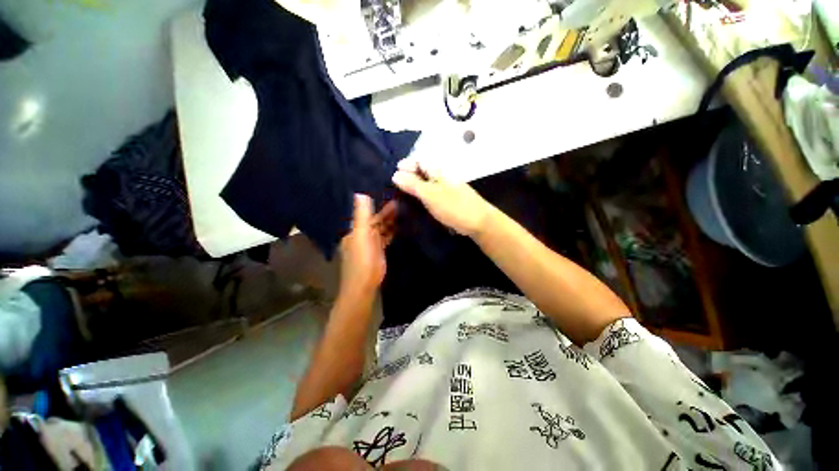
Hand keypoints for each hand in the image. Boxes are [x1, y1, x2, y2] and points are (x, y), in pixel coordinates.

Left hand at [338, 194, 396, 298]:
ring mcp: (371, 243)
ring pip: (382, 228)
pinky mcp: (379, 251)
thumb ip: (362, 215)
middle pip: (376, 220)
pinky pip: (386, 237)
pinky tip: (401, 226)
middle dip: (388, 212)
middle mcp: (363, 234)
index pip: (368, 214)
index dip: (379, 205)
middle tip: (403, 201)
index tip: (391, 195)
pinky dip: (392, 231)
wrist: (363, 285)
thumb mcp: (361, 236)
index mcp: (356, 230)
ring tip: (405, 211)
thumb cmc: (362, 260)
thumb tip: (359, 193)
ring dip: (391, 220)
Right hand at [392, 159, 493, 237]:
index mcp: (439, 172)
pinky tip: (418, 202)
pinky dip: (423, 195)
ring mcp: (447, 189)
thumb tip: (395, 174)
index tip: (394, 173)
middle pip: (423, 171)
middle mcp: (443, 177)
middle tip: (395, 185)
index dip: (407, 164)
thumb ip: (413, 184)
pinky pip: (432, 193)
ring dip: (415, 186)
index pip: (420, 161)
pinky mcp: (449, 200)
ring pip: (427, 182)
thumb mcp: (431, 195)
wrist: (479, 222)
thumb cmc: (454, 207)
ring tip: (402, 194)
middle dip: (409, 175)